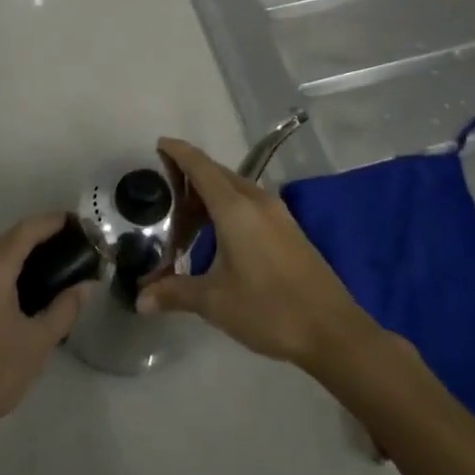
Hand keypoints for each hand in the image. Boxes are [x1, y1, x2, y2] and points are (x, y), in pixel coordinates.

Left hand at [0, 214, 91, 465]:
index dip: (55, 221)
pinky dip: (5, 271)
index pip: (28, 228)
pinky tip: (24, 290)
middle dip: (42, 240)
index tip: (81, 224)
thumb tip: (86, 285)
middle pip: (11, 238)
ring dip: (23, 257)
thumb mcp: (37, 343)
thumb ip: (65, 308)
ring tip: (55, 272)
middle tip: (74, 254)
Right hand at [137, 138, 375, 370]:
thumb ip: (175, 294)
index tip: (159, 144)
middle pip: (218, 173)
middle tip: (164, 187)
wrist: (333, 330)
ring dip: (211, 191)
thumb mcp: (215, 303)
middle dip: (191, 173)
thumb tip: (140, 299)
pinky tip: (219, 231)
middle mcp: (256, 200)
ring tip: (186, 211)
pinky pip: (250, 201)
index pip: (201, 166)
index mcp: (235, 208)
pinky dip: (228, 204)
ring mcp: (277, 213)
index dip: (179, 152)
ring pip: (236, 186)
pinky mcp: (288, 228)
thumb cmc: (269, 309)